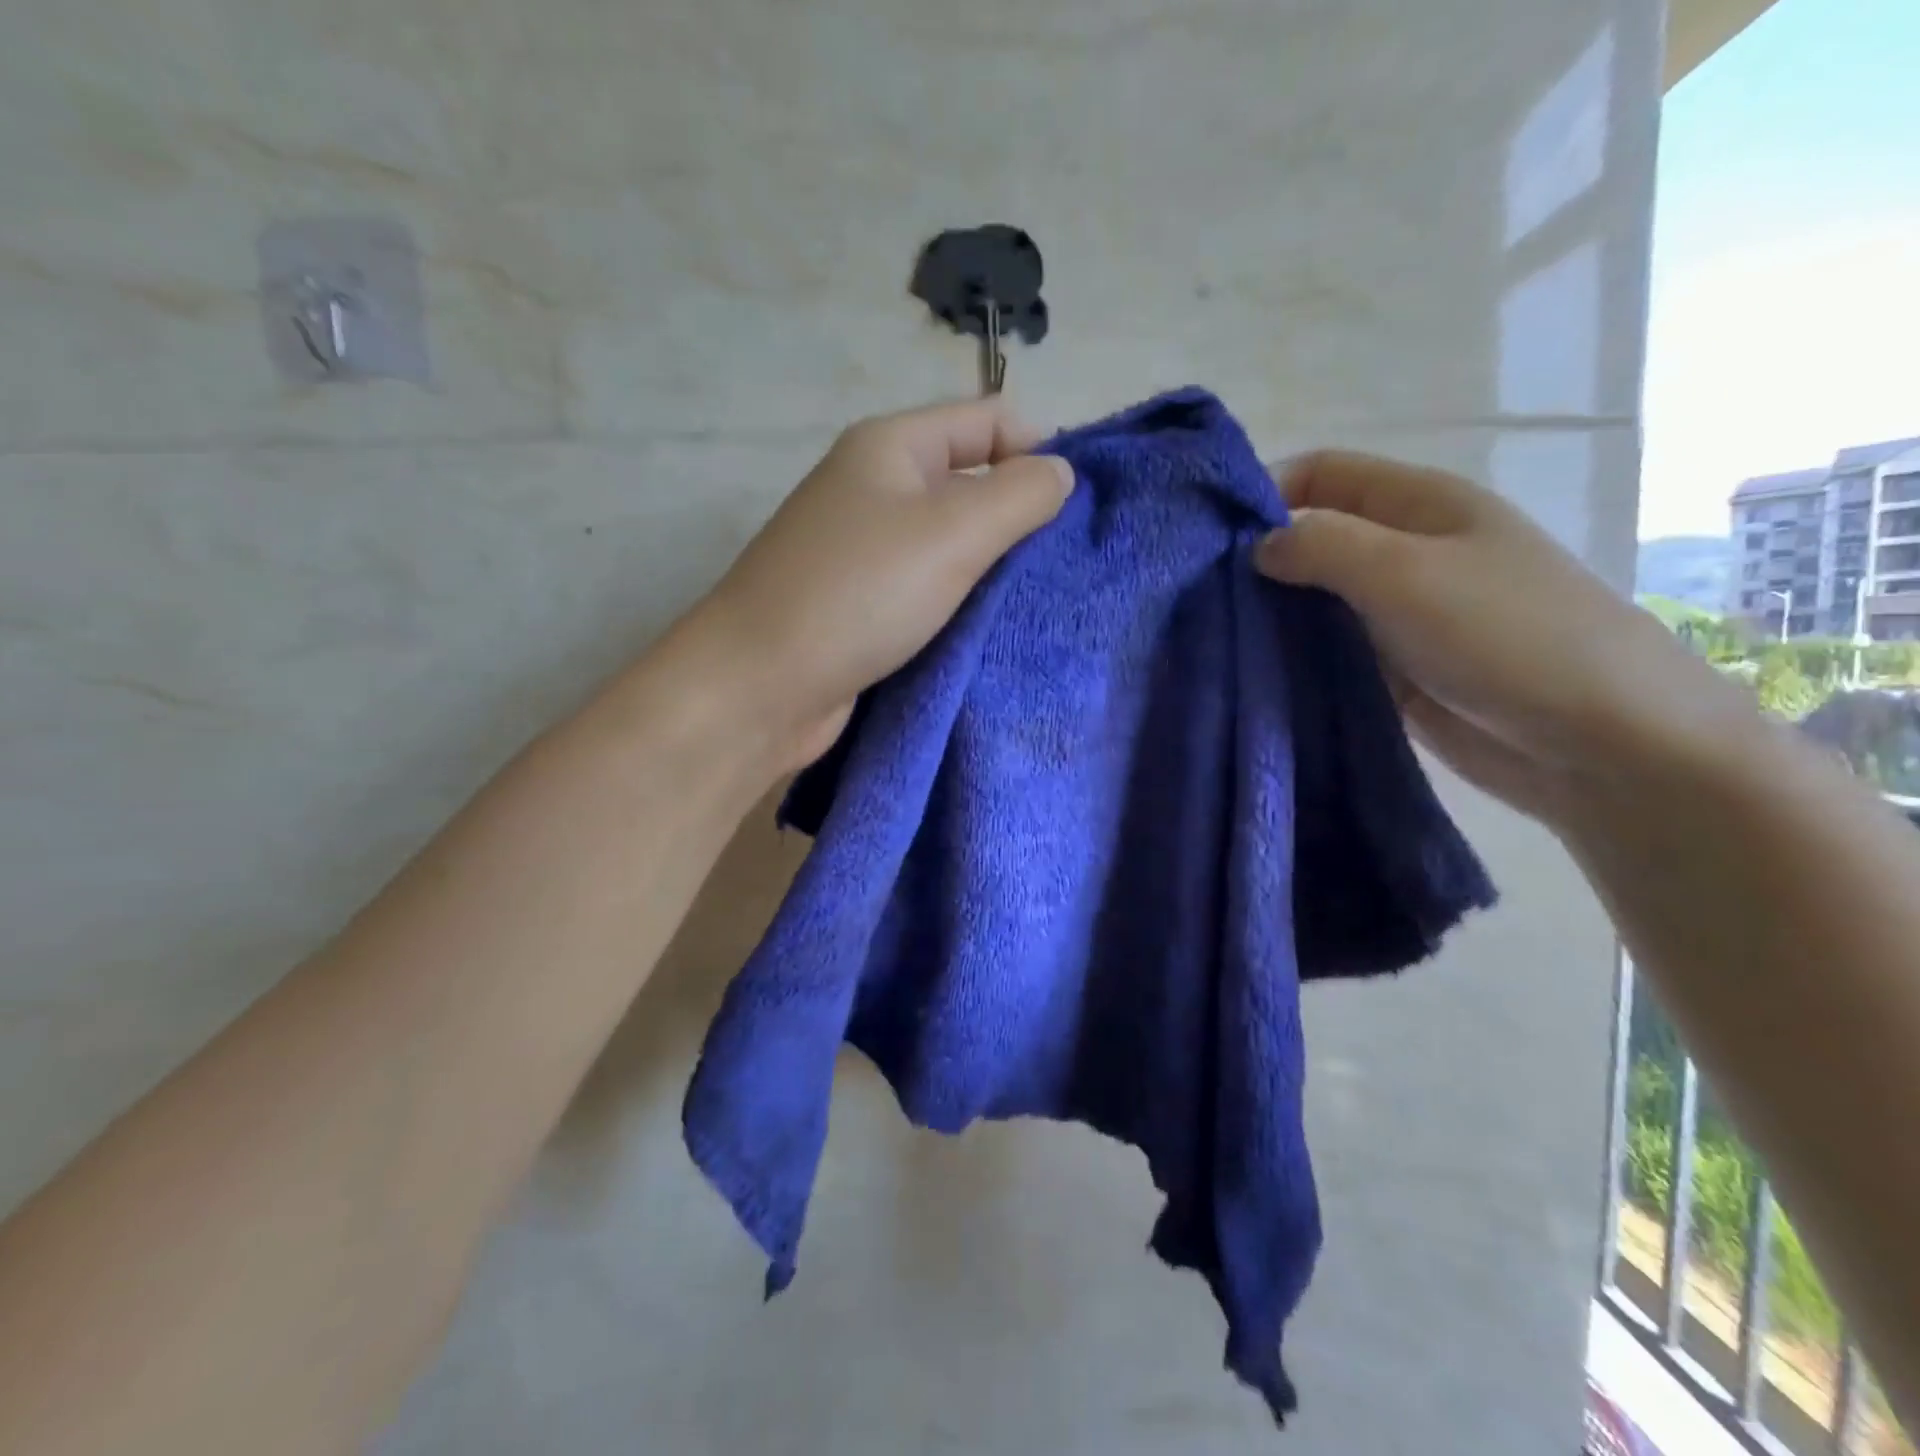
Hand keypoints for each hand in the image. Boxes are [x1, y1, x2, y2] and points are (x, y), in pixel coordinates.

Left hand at [688, 399, 1073, 770]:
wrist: (759, 687)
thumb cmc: (857, 596)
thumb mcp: (951, 533)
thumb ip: (1018, 495)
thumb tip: (1061, 473)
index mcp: (891, 447)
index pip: (989, 420)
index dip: (1039, 453)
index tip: (1073, 514)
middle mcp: (876, 489)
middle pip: (972, 482)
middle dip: (1019, 518)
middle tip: (1060, 569)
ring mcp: (864, 551)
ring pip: (951, 544)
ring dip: (992, 569)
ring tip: (1034, 603)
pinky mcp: (861, 606)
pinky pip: (928, 590)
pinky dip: (960, 605)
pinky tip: (990, 630)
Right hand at [1253, 451, 1736, 823]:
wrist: (1600, 743)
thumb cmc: (1509, 636)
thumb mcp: (1407, 573)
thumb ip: (1323, 546)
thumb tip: (1257, 546)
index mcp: (1420, 505)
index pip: (1324, 475)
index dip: (1267, 492)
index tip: (1210, 538)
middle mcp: (1405, 552)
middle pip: (1313, 538)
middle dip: (1259, 560)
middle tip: (1199, 596)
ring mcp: (1399, 615)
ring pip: (1314, 601)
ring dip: (1271, 615)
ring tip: (1215, 638)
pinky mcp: (1392, 670)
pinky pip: (1328, 652)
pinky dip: (1293, 658)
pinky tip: (1252, 674)